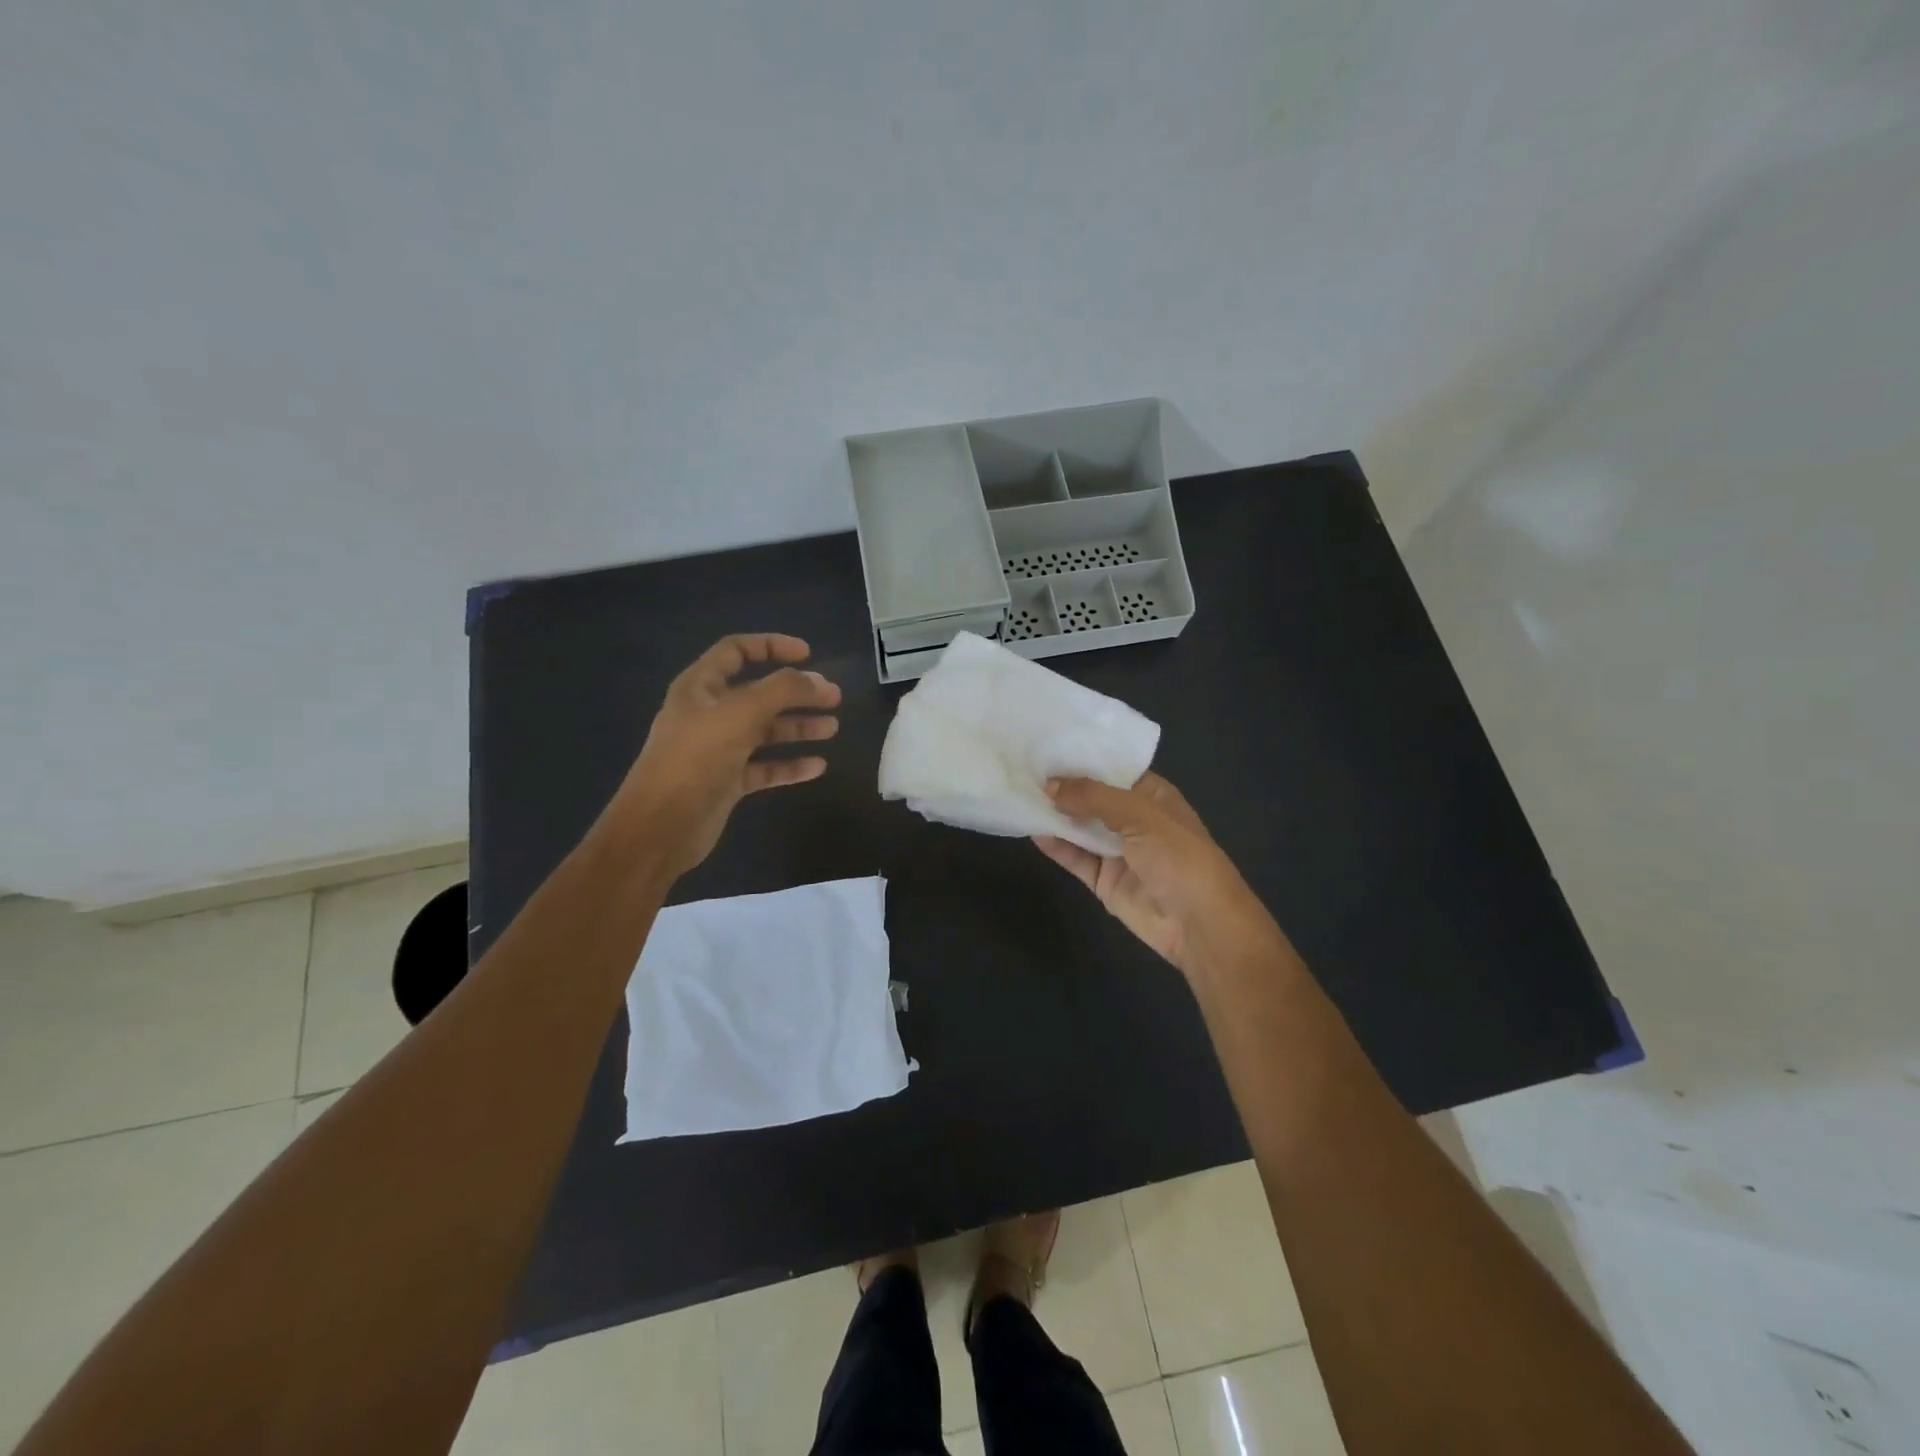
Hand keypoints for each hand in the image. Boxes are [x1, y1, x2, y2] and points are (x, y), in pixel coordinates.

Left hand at [614, 634, 840, 878]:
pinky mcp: (728, 782)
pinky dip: (790, 765)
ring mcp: (719, 749)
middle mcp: (709, 714)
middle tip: (833, 697)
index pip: (737, 651)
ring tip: (832, 729)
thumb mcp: (740, 714)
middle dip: (797, 693)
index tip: (809, 655)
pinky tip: (817, 767)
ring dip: (799, 728)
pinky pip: (765, 767)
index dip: (771, 646)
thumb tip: (820, 682)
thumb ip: (783, 690)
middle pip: (759, 693)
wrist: (660, 827)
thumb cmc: (695, 759)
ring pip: (766, 731)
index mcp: (701, 687)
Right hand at [1035, 772, 1274, 983]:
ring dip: (1054, 814)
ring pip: (1080, 827)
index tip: (1046, 745)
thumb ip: (1094, 798)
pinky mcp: (1104, 880)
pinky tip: (1031, 829)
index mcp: (1152, 796)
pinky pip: (1075, 858)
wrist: (1200, 924)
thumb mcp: (1141, 815)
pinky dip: (1055, 846)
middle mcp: (1133, 819)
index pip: (1112, 769)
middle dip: (1063, 785)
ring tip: (1019, 794)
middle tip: (1022, 767)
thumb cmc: (1180, 858)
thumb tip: (1049, 785)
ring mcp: (1117, 851)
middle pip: (1092, 798)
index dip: (1083, 758)